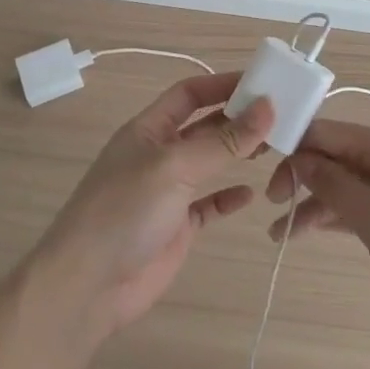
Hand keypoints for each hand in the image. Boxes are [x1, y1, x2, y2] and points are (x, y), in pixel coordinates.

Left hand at [31, 72, 272, 335]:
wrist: (88, 285)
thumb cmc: (126, 210)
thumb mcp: (174, 167)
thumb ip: (222, 141)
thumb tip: (268, 106)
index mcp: (148, 129)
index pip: (189, 93)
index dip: (222, 84)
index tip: (263, 82)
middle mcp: (158, 154)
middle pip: (203, 125)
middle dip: (237, 118)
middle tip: (281, 115)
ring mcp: (167, 191)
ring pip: (209, 162)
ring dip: (238, 153)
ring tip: (275, 147)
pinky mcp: (176, 226)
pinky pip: (208, 204)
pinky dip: (229, 197)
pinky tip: (251, 194)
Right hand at [266, 119, 369, 328]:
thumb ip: (334, 187)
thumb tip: (299, 157)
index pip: (325, 132)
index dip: (290, 148)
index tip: (260, 172)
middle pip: (335, 156)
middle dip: (300, 178)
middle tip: (271, 210)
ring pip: (349, 182)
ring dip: (316, 202)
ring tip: (280, 234)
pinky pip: (368, 201)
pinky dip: (341, 214)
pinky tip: (315, 229)